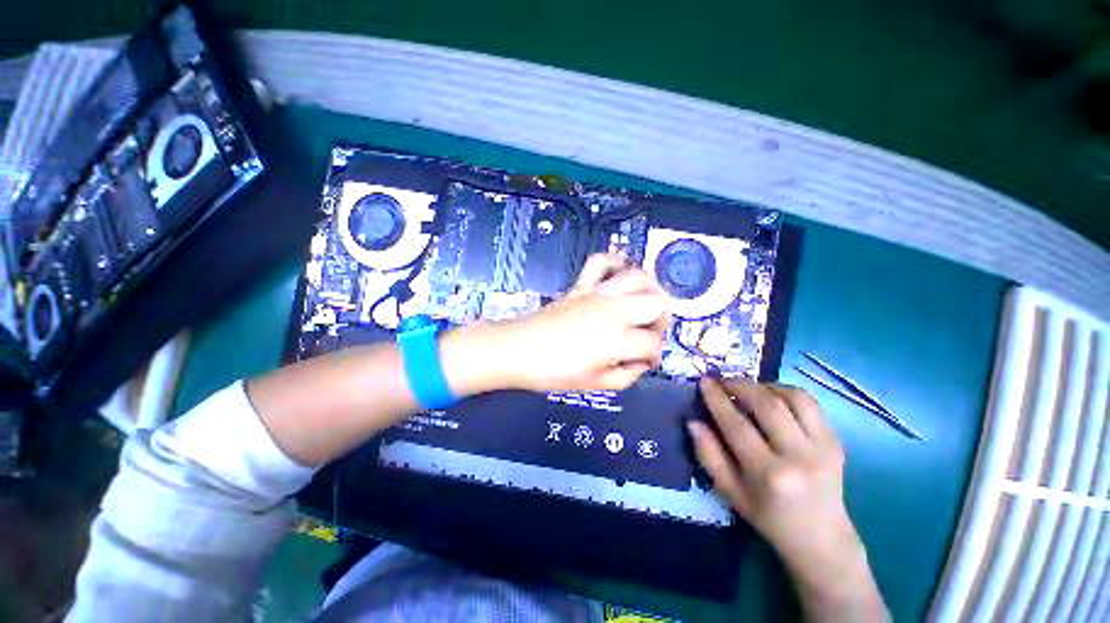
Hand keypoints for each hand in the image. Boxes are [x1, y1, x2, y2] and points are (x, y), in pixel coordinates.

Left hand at [475, 254, 670, 391]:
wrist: (517, 350)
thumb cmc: (553, 372)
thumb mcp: (595, 384)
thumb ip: (626, 376)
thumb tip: (640, 364)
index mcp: (618, 339)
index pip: (653, 344)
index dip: (654, 357)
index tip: (644, 363)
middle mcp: (614, 310)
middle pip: (657, 303)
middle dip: (662, 320)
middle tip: (651, 333)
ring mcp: (597, 293)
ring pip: (637, 277)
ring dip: (650, 289)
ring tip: (646, 304)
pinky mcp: (580, 285)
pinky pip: (600, 262)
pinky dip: (614, 262)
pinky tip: (619, 273)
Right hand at [688, 378, 886, 620]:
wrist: (822, 538)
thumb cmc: (768, 517)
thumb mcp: (729, 492)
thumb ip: (708, 455)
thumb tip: (693, 422)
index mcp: (768, 474)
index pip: (737, 425)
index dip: (717, 399)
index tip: (703, 382)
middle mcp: (799, 457)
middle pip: (767, 405)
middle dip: (740, 385)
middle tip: (722, 381)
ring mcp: (823, 448)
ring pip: (793, 398)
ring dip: (765, 386)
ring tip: (748, 388)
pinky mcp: (836, 442)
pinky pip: (810, 404)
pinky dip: (786, 392)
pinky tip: (772, 397)